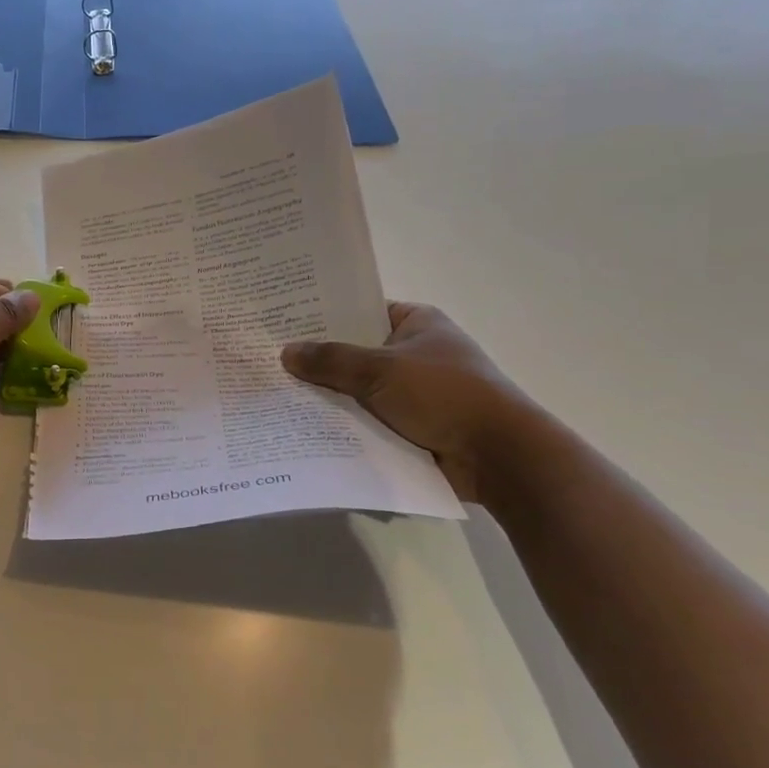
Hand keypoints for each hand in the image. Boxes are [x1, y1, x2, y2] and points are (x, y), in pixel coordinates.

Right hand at [281, 302, 528, 502]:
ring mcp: (413, 392)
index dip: (322, 316)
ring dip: (328, 396)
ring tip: (275, 395)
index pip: (359, 311)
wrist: (499, 456)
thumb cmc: (444, 395)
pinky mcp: (411, 426)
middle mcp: (414, 352)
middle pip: (354, 352)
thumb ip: (331, 360)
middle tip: (268, 360)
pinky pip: (366, 419)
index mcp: (416, 323)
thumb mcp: (381, 369)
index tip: (281, 322)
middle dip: (318, 361)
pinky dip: (343, 424)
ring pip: (357, 389)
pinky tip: (303, 426)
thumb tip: (286, 352)